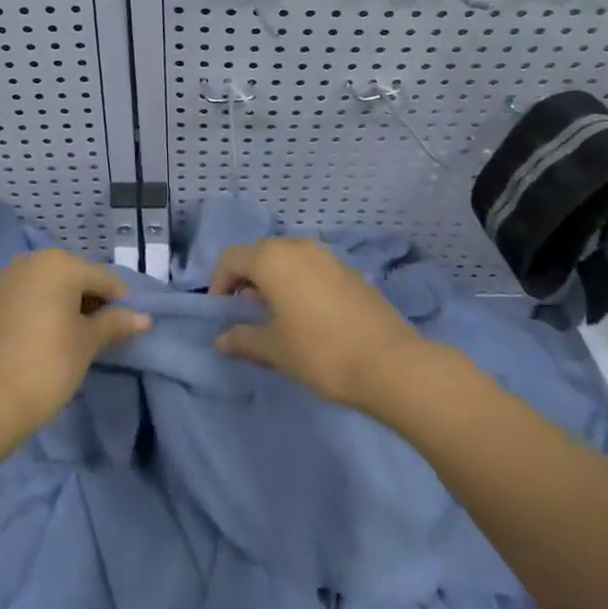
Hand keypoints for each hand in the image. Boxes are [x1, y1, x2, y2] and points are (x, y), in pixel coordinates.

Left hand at [0, 249, 150, 441]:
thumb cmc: (49, 364)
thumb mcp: (88, 343)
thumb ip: (116, 323)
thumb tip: (144, 318)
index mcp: (60, 263)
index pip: (103, 278)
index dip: (120, 302)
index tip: (127, 327)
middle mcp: (34, 261)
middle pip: (77, 276)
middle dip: (93, 300)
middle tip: (103, 334)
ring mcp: (10, 279)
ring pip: (53, 286)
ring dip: (69, 304)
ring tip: (79, 337)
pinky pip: (32, 296)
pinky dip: (46, 309)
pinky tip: (51, 337)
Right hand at [209, 237, 426, 411]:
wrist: (389, 362)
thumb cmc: (319, 352)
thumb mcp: (274, 349)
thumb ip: (243, 339)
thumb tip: (221, 339)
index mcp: (272, 258)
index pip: (231, 258)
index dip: (219, 283)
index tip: (221, 312)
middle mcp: (297, 246)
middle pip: (259, 253)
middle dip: (246, 279)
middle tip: (245, 312)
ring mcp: (326, 255)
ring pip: (287, 257)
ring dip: (273, 279)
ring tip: (275, 314)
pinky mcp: (348, 269)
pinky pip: (311, 267)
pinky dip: (298, 281)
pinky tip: (306, 314)